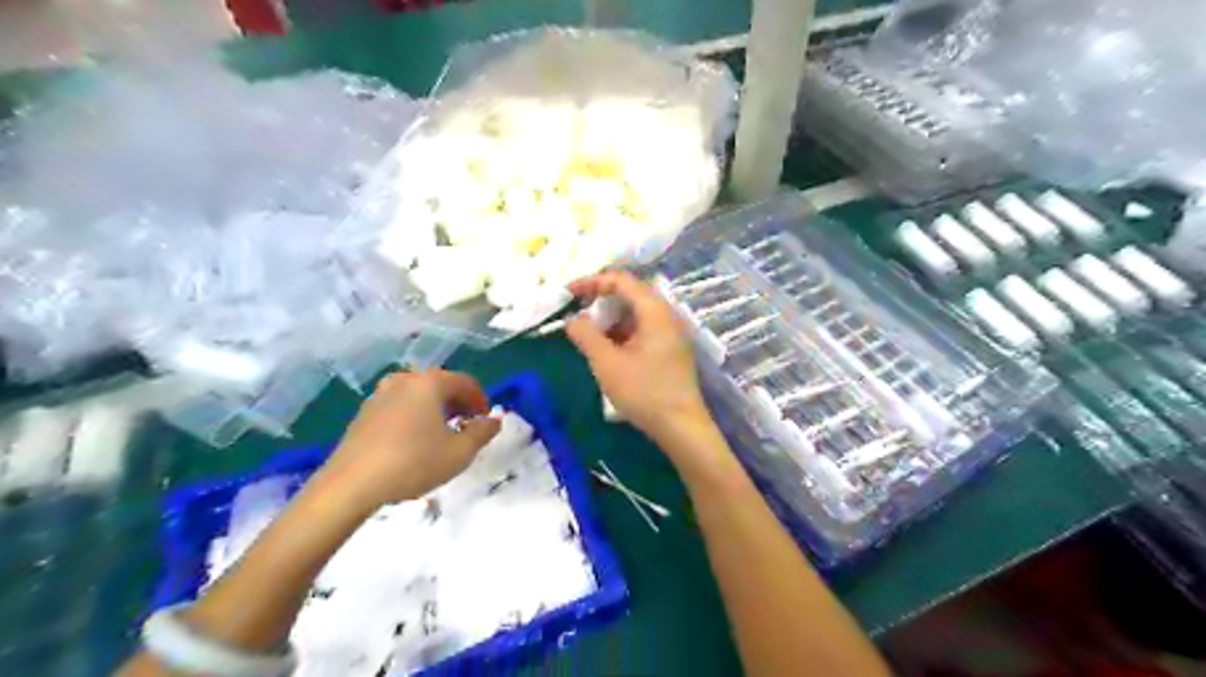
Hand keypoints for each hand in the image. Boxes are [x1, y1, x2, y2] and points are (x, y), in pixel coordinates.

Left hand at [317, 371, 503, 513]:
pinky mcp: (364, 413)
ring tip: (442, 434)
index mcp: (430, 383)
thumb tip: (494, 420)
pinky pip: (399, 406)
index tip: (486, 420)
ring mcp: (380, 394)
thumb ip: (482, 432)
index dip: (481, 399)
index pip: (465, 382)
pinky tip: (415, 441)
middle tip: (468, 425)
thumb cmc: (413, 463)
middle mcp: (404, 380)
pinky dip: (414, 415)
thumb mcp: (459, 453)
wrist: (350, 485)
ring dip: (435, 409)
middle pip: (440, 384)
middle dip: (458, 402)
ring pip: (418, 395)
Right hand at [569, 272, 714, 441]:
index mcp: (654, 311)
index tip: (568, 293)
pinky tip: (609, 348)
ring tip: (589, 332)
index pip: (621, 280)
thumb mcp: (607, 363)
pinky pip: (644, 327)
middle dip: (601, 298)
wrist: (681, 426)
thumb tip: (572, 319)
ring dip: (611, 316)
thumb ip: (586, 336)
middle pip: (631, 293)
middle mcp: (666, 314)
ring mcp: (671, 332)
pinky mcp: (671, 348)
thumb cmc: (644, 392)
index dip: (592, 282)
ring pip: (637, 312)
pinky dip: (623, 330)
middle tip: (577, 311)